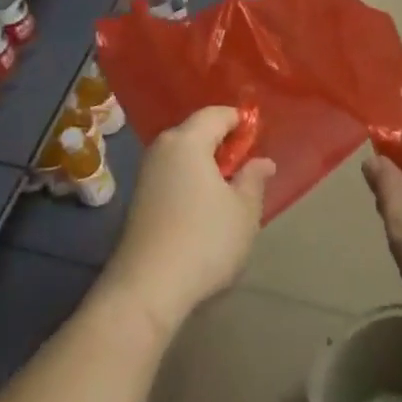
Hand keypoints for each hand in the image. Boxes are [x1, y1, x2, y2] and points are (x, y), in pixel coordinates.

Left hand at [102, 106, 274, 341]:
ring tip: (229, 192)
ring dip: (206, 166)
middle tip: (247, 168)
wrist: (147, 287)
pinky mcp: (139, 198)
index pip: (216, 114)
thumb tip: (262, 161)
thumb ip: (254, 179)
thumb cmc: (205, 240)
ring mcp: (146, 173)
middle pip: (196, 132)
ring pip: (183, 155)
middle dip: (223, 144)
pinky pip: (172, 175)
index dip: (240, 122)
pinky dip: (190, 181)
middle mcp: (162, 148)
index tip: (259, 140)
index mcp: (187, 140)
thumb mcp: (244, 210)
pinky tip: (204, 208)